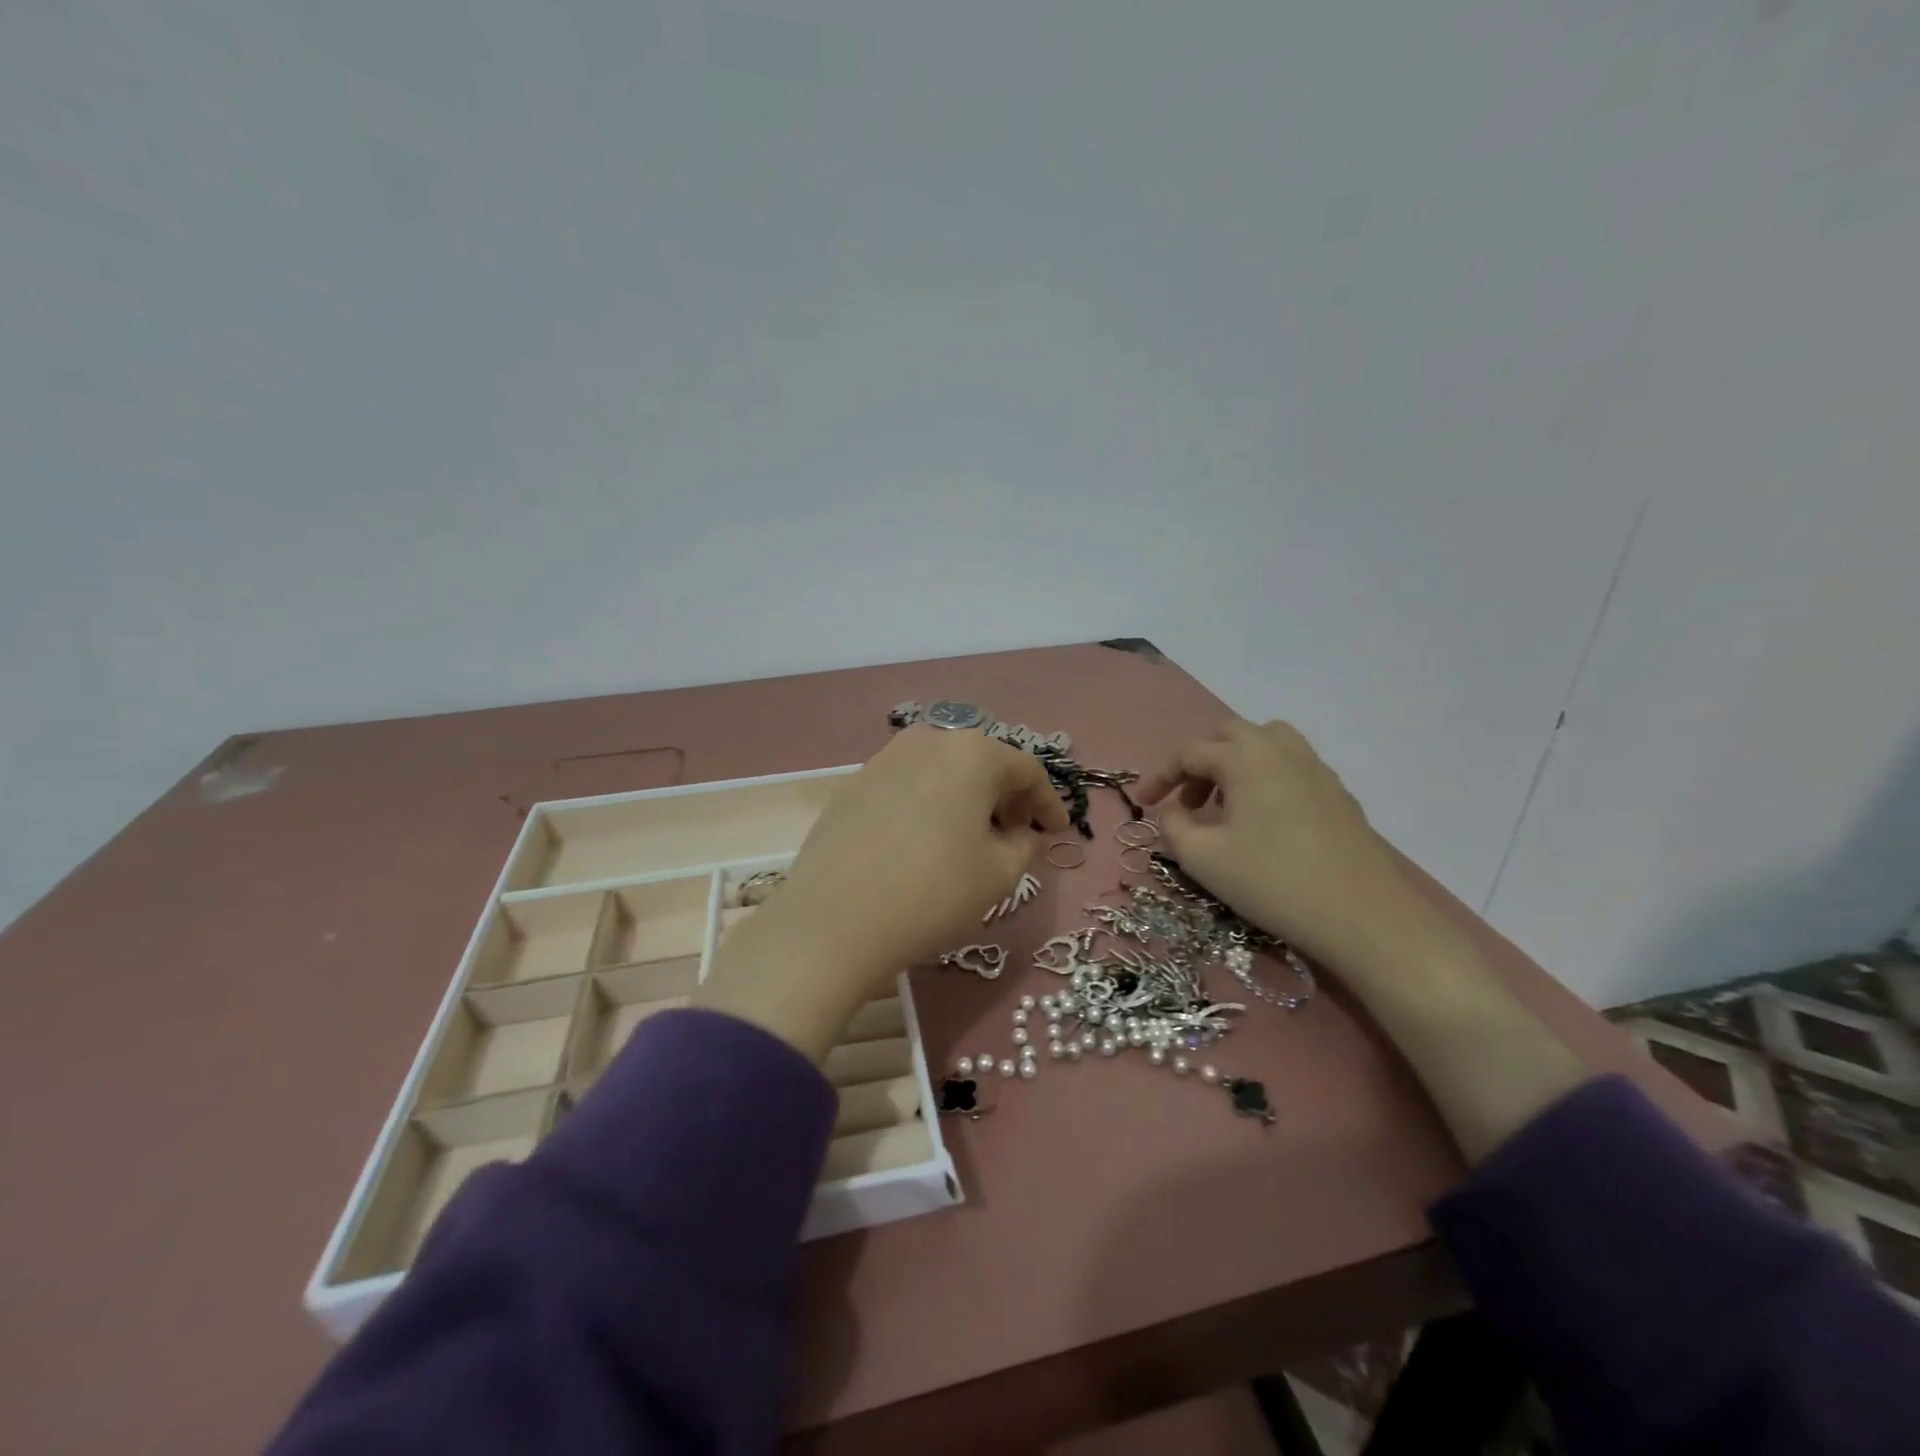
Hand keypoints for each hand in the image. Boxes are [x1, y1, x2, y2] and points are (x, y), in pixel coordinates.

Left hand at [695, 727, 1067, 1060]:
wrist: (834, 920)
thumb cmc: (932, 893)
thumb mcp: (999, 876)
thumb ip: (1023, 846)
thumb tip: (1019, 834)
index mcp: (973, 753)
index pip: (1026, 770)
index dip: (1048, 802)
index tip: (1056, 832)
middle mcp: (929, 741)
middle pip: (982, 762)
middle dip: (1005, 796)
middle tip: (1016, 833)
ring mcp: (884, 758)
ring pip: (941, 771)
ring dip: (965, 798)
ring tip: (969, 837)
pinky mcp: (852, 784)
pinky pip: (906, 786)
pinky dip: (927, 804)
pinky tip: (922, 841)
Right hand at [1139, 717, 1420, 967]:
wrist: (1362, 915)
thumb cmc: (1272, 881)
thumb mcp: (1203, 859)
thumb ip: (1174, 828)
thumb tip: (1175, 814)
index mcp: (1244, 756)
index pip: (1189, 752)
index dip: (1160, 776)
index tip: (1143, 803)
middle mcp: (1280, 749)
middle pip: (1229, 735)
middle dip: (1200, 763)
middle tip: (1188, 802)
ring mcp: (1316, 768)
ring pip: (1266, 743)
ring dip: (1236, 764)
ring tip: (1227, 804)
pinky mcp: (1339, 793)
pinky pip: (1292, 766)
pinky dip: (1267, 779)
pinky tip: (1266, 822)